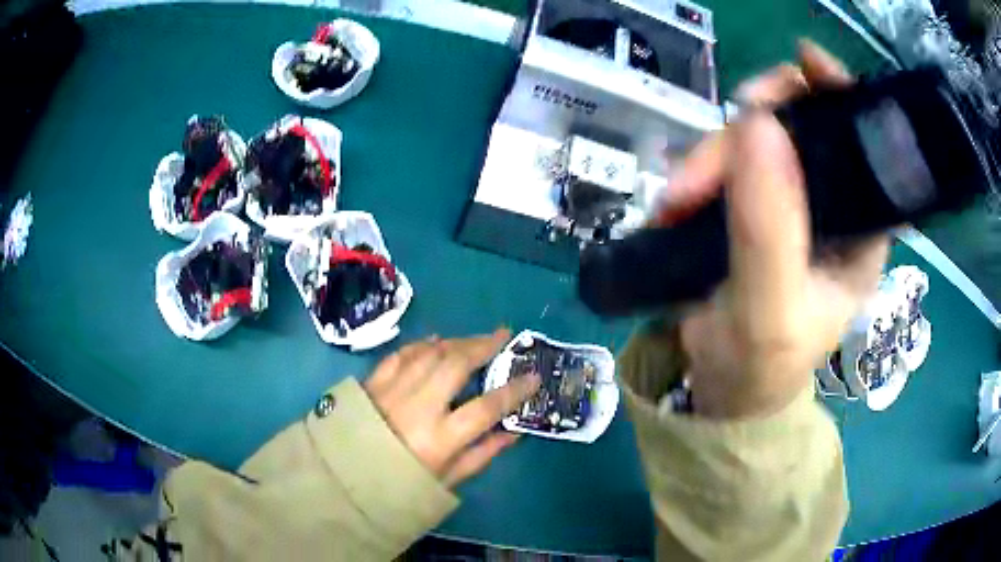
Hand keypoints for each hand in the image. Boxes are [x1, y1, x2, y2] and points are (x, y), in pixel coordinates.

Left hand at [364, 329, 540, 486]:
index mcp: (440, 438)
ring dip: (456, 342)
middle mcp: (418, 407)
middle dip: (483, 346)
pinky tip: (435, 341)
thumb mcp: (447, 480)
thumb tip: (513, 431)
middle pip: (456, 364)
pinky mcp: (373, 382)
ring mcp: (392, 390)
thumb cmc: (401, 485)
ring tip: (475, 339)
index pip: (487, 407)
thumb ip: (482, 454)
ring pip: (430, 353)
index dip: (514, 390)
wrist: (346, 478)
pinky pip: (401, 354)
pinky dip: (421, 344)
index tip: (533, 377)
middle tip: (503, 336)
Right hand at [659, 41, 890, 417]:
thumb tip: (759, 123)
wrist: (718, 389)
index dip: (840, 95)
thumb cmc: (759, 365)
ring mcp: (787, 198)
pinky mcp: (748, 201)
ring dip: (711, 157)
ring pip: (754, 139)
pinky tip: (676, 200)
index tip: (806, 61)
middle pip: (799, 127)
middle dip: (753, 129)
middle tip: (708, 160)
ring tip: (676, 201)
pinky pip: (725, 160)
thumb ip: (769, 226)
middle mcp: (831, 204)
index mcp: (861, 228)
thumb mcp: (769, 308)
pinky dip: (697, 171)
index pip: (864, 144)